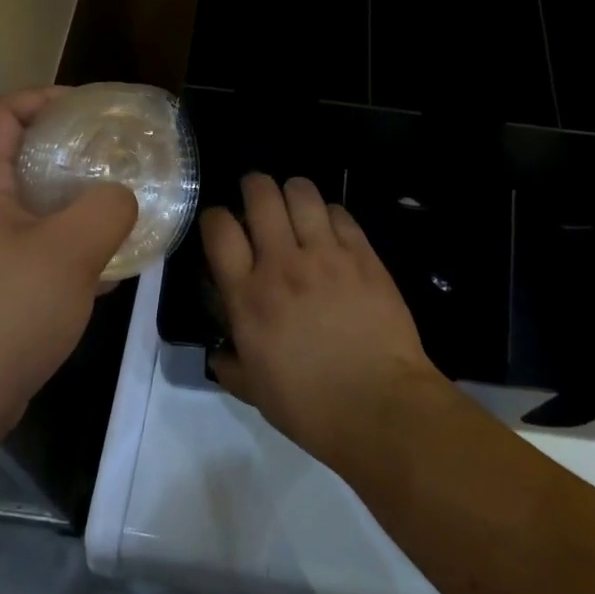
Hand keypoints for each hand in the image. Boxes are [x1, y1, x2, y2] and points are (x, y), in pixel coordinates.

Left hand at [0, 88, 137, 443]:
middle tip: (112, 159)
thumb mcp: (69, 252)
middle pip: (17, 160)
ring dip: (73, 204)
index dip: (39, 99)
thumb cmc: (7, 312)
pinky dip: (68, 247)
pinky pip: (35, 250)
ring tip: (117, 210)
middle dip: (67, 152)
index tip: (85, 109)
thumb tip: (122, 196)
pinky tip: (105, 269)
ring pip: (31, 209)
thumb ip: (106, 210)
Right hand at [203, 174, 443, 468]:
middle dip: (253, 186)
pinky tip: (331, 227)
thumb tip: (219, 356)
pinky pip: (341, 213)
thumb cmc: (310, 406)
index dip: (214, 217)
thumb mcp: (255, 392)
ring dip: (292, 191)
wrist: (381, 407)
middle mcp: (282, 263)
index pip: (219, 229)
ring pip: (302, 193)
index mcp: (248, 295)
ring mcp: (326, 255)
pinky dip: (330, 213)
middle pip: (261, 194)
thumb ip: (231, 366)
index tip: (219, 224)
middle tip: (256, 197)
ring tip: (293, 203)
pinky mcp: (363, 255)